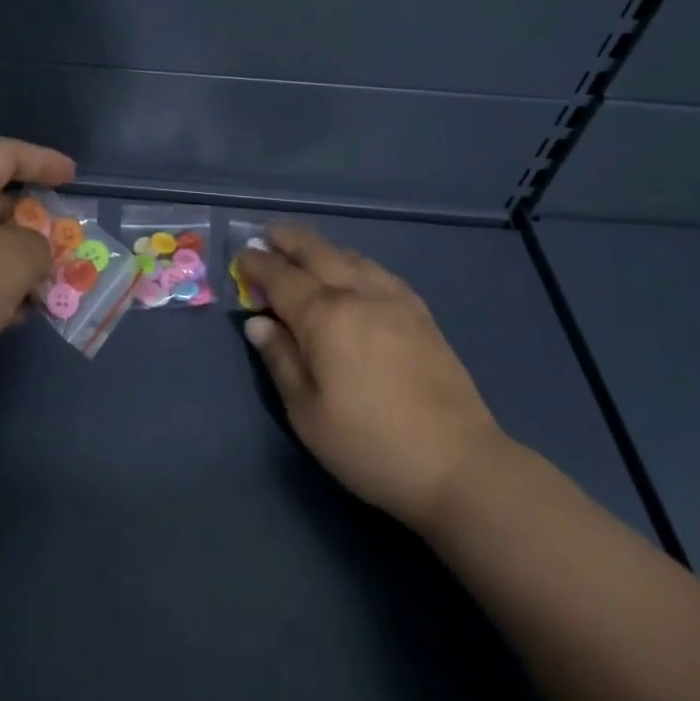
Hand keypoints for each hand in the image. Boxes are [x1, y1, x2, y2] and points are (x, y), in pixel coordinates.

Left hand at [0, 137, 75, 408]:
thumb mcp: (12, 259)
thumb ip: (38, 248)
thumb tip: (31, 258)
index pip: (3, 154)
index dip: (42, 160)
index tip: (74, 176)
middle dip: (36, 222)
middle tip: (72, 242)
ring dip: (19, 265)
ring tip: (55, 287)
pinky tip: (19, 317)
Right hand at [238, 227, 503, 531]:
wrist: (458, 464)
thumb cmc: (369, 444)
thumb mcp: (307, 412)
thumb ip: (280, 359)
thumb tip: (257, 322)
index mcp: (325, 316)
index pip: (281, 277)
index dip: (257, 265)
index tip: (241, 258)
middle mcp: (358, 295)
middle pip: (318, 253)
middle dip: (289, 241)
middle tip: (269, 236)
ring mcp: (395, 300)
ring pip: (351, 257)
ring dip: (322, 249)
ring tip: (305, 251)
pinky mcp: (421, 313)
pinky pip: (378, 271)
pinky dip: (354, 262)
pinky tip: (353, 273)